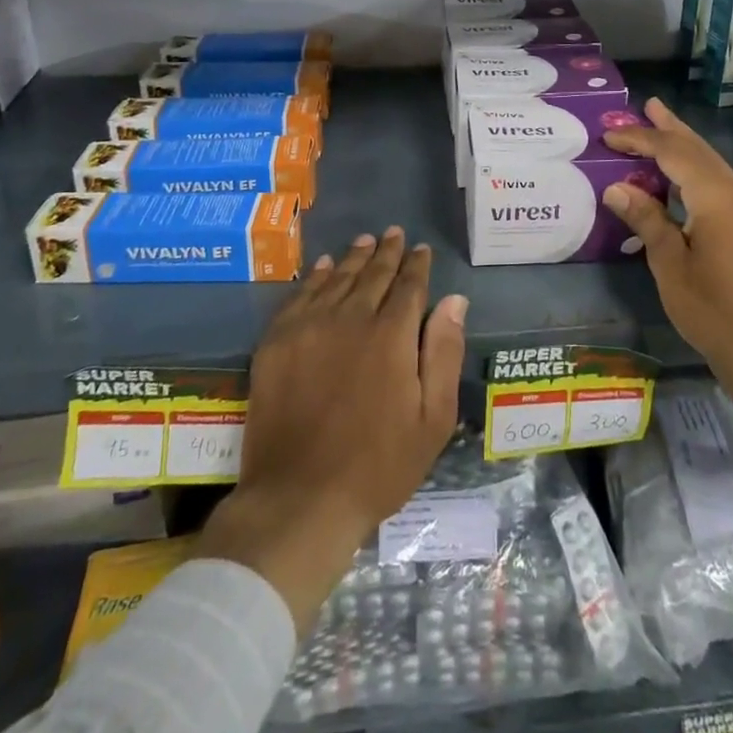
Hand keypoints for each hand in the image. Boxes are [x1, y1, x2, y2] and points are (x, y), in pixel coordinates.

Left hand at [198, 228, 467, 631]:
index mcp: (392, 336)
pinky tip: (323, 266)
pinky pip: (299, 295)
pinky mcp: (277, 342)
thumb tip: (455, 300)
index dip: (417, 265)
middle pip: (373, 275)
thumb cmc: (378, 465)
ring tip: (365, 241)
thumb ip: (444, 352)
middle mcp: (351, 318)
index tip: (421, 249)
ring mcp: (309, 327)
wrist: (300, 499)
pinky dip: (315, 276)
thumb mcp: (432, 418)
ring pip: (337, 278)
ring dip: (354, 257)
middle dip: (388, 252)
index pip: (409, 286)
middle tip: (394, 233)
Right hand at [602, 98, 732, 462]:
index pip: (673, 153)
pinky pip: (717, 179)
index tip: (609, 136)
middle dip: (669, 127)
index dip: (640, 140)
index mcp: (716, 198)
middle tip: (645, 106)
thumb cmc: (712, 309)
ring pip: (710, 161)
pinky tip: (679, 170)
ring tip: (660, 122)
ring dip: (683, 143)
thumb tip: (617, 187)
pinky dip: (693, 165)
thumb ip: (647, 220)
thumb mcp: (670, 265)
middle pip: (697, 149)